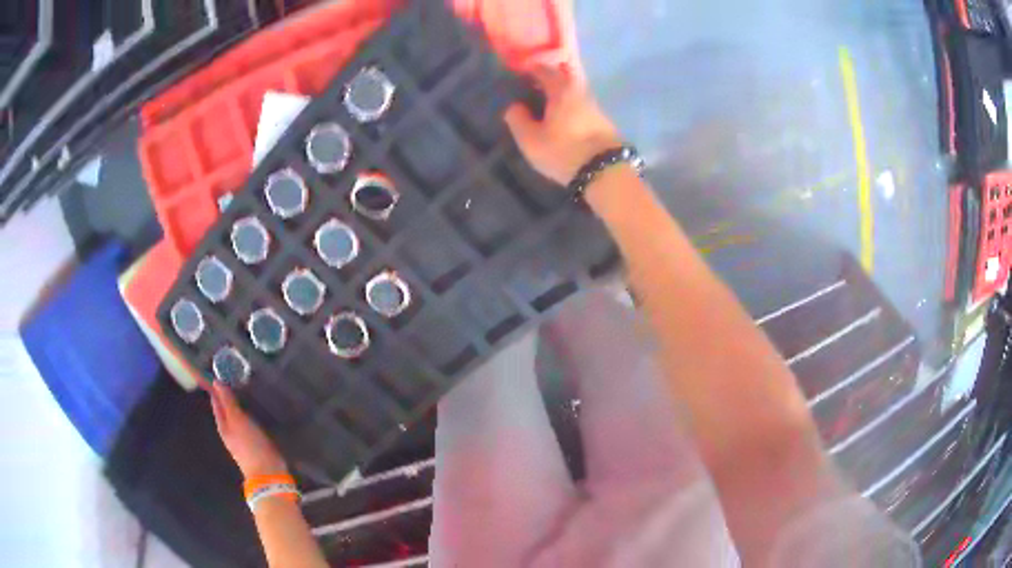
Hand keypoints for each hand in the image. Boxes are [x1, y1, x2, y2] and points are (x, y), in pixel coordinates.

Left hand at [209, 381, 287, 477]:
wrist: (268, 473)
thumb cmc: (250, 445)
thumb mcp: (238, 420)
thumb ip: (228, 402)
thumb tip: (216, 382)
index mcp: (223, 425)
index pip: (216, 402)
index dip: (217, 388)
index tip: (222, 372)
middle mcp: (230, 432)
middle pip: (226, 410)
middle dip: (228, 396)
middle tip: (236, 378)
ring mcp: (242, 439)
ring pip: (238, 417)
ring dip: (240, 405)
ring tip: (247, 391)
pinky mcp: (255, 443)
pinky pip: (249, 424)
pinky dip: (250, 414)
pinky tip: (257, 410)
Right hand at [504, 65, 620, 185]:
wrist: (606, 171)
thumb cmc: (564, 151)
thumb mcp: (531, 140)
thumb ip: (518, 119)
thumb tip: (514, 106)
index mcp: (561, 89)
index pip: (543, 70)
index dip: (529, 70)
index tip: (518, 74)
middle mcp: (580, 91)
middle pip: (562, 79)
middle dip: (546, 81)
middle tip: (531, 88)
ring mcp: (595, 106)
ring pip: (572, 93)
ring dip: (559, 96)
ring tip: (545, 106)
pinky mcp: (603, 122)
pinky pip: (580, 107)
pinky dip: (569, 107)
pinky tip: (562, 119)